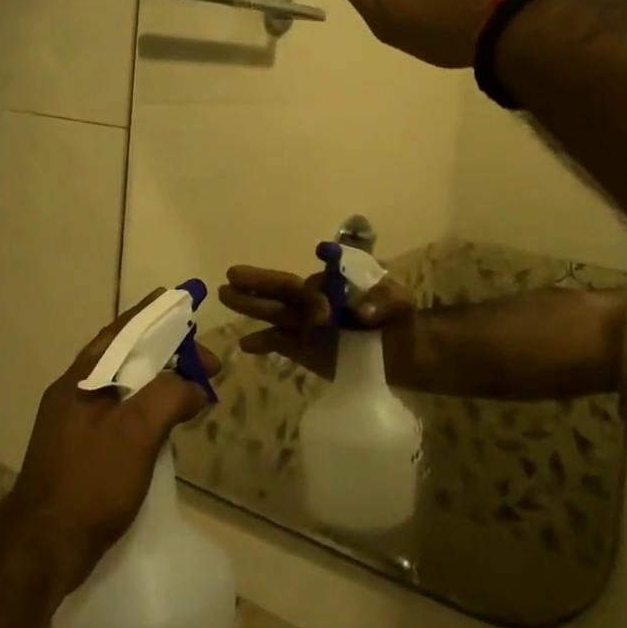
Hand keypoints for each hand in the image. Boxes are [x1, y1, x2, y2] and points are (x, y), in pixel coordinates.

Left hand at [9, 292, 217, 590]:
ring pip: (124, 385)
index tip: (186, 302)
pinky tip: (166, 423)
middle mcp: (75, 392)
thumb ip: (169, 395)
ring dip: (159, 380)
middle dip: (166, 351)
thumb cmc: (90, 481)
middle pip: (125, 356)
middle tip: (203, 361)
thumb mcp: (136, 431)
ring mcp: (74, 423)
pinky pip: (121, 412)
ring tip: (192, 386)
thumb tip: (195, 386)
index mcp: (82, 378)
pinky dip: (147, 407)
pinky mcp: (80, 450)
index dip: (156, 314)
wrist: (42, 550)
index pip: (124, 330)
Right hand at [218, 265, 418, 381]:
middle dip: (258, 283)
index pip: (316, 287)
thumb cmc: (400, 319)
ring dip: (251, 305)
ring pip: (274, 312)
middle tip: (232, 275)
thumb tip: (364, 312)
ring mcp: (306, 325)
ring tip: (224, 294)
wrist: (402, 353)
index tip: (326, 315)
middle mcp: (314, 301)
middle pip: (283, 290)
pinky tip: (244, 345)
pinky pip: (278, 342)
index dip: (316, 299)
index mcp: (333, 284)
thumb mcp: (401, 303)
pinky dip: (262, 342)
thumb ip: (385, 300)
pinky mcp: (303, 349)